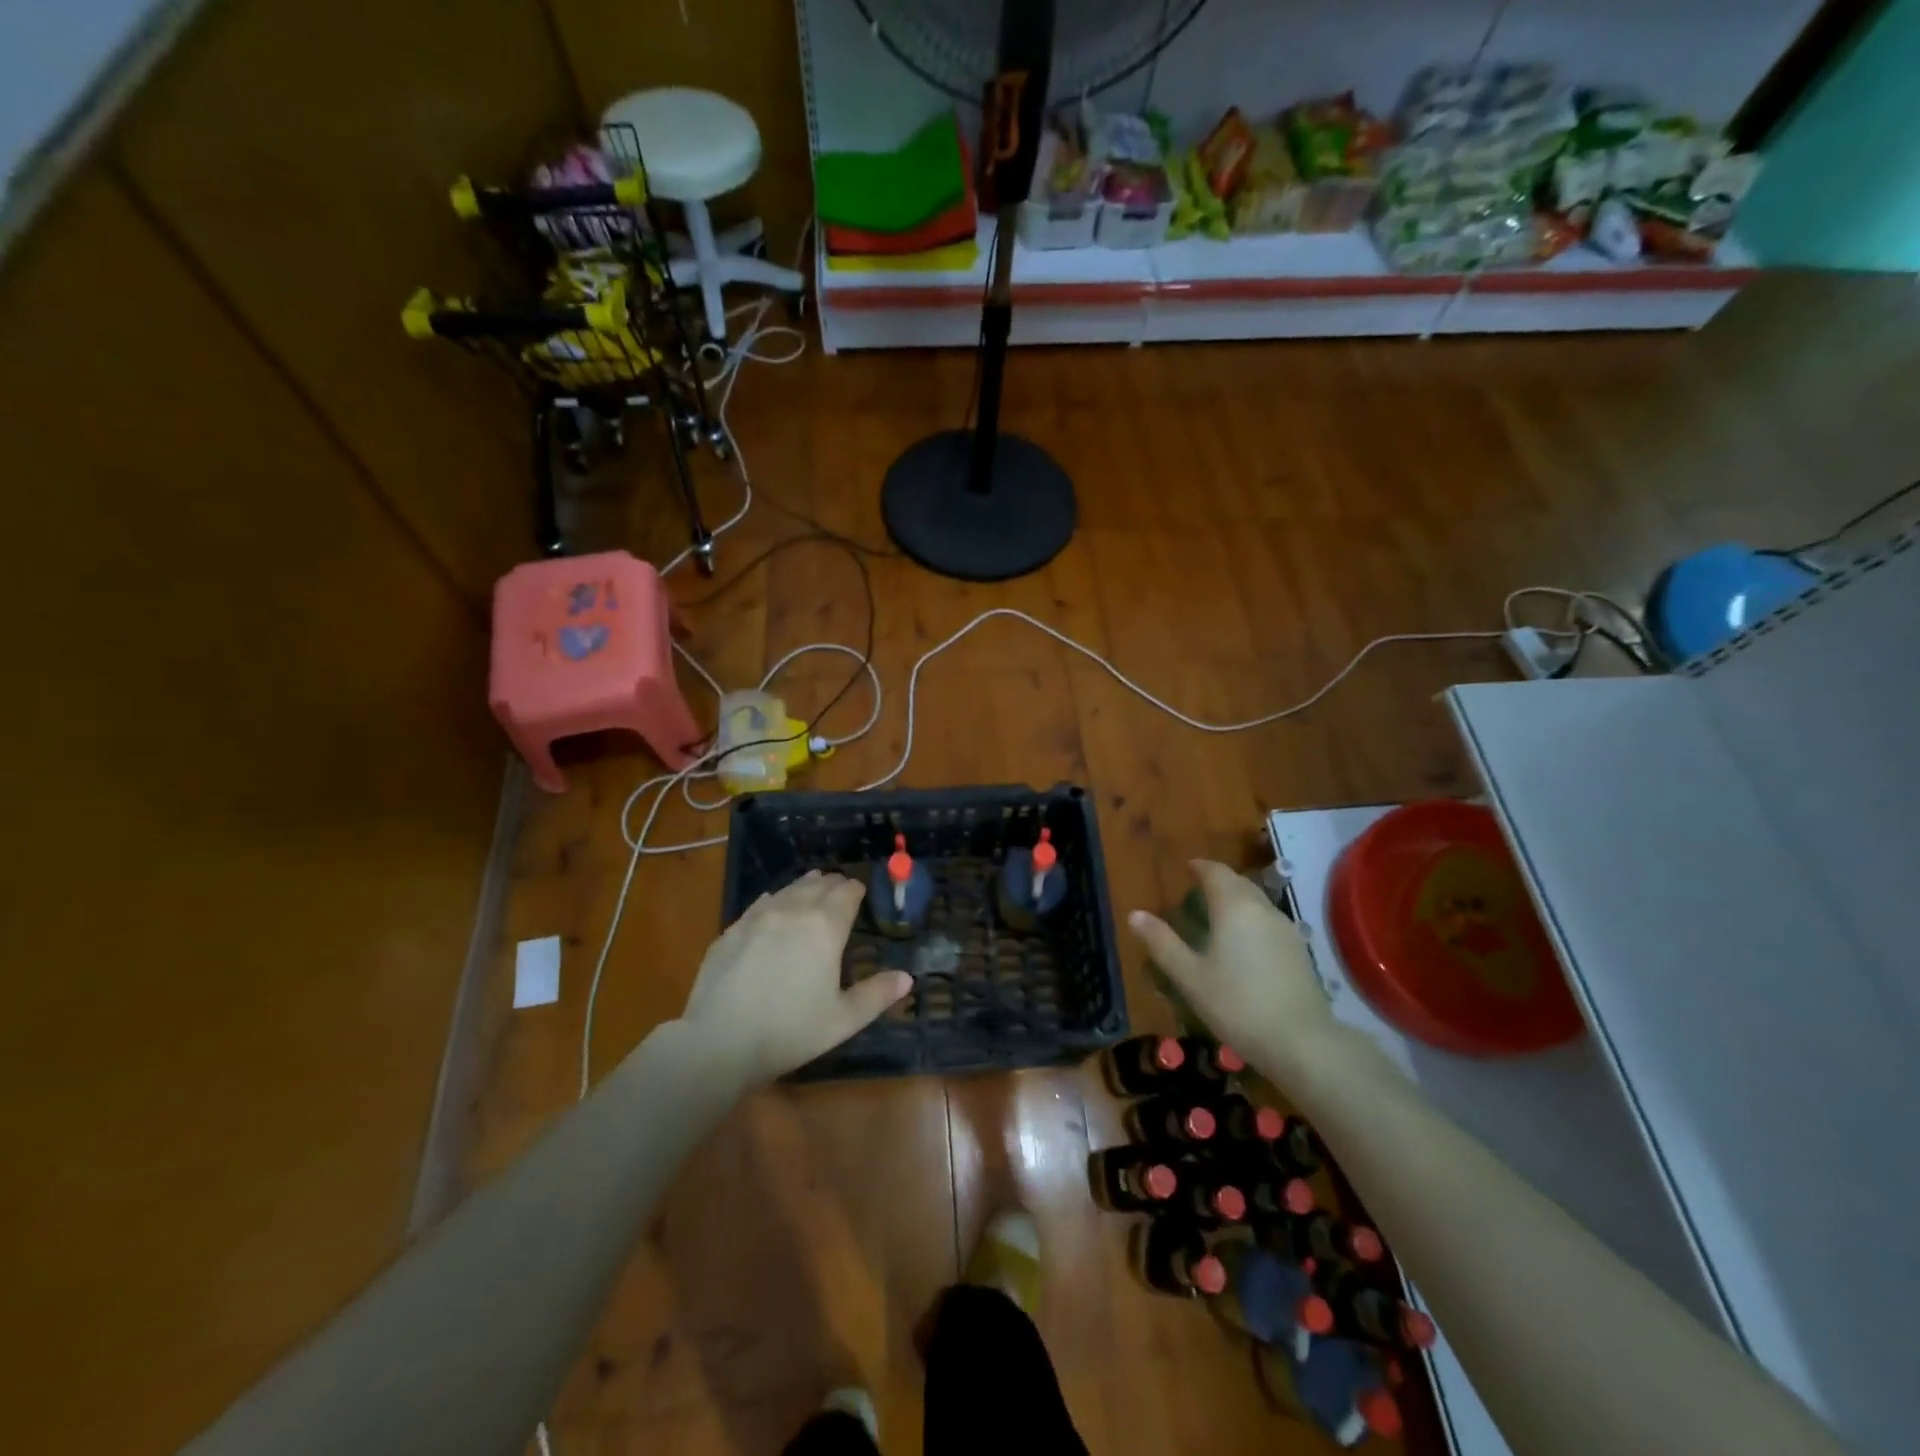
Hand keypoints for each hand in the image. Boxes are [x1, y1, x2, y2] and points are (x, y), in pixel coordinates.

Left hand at [679, 871, 911, 1085]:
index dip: (857, 890)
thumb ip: (877, 995)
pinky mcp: (731, 930)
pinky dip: (775, 901)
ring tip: (812, 889)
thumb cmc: (791, 1031)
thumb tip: (907, 978)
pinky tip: (774, 907)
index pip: (847, 892)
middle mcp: (793, 910)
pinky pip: (760, 904)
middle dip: (833, 885)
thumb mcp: (843, 1019)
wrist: (719, 1041)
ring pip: (788, 889)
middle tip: (841, 892)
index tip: (861, 893)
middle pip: (818, 885)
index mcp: (825, 926)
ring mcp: (758, 917)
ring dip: (805, 887)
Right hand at [1126, 859, 1337, 1088]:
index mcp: (1233, 908)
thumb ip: (1162, 943)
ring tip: (1218, 914)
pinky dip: (1252, 918)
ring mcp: (1285, 929)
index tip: (1187, 867)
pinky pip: (1269, 921)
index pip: (1216, 872)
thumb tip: (1135, 914)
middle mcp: (1262, 909)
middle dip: (1219, 880)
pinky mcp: (1299, 951)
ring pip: (1257, 901)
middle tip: (1198, 888)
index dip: (1200, 867)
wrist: (1302, 1043)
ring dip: (1237, 899)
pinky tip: (1244, 942)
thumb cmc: (1237, 1005)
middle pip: (1239, 883)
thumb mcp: (1190, 977)